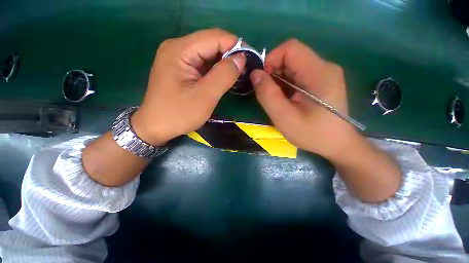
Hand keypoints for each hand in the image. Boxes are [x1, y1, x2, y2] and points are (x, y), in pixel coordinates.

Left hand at [131, 29, 245, 144]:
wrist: (156, 127)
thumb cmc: (179, 114)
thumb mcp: (205, 96)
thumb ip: (224, 75)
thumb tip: (241, 59)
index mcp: (180, 50)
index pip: (215, 37)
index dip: (235, 46)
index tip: (250, 61)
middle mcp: (178, 48)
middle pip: (211, 43)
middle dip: (230, 56)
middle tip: (244, 72)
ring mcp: (178, 58)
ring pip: (209, 54)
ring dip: (224, 64)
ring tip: (236, 76)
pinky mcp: (181, 68)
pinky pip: (203, 63)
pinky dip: (216, 70)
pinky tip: (222, 79)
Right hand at [250, 39, 357, 159]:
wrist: (337, 144)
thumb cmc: (313, 134)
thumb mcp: (285, 118)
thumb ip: (268, 95)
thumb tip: (255, 75)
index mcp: (319, 73)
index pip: (290, 48)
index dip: (271, 60)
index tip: (263, 80)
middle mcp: (324, 67)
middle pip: (291, 56)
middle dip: (274, 72)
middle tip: (268, 94)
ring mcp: (324, 73)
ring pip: (293, 65)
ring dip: (279, 79)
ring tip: (277, 98)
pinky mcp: (321, 81)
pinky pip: (298, 74)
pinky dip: (286, 84)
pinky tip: (286, 99)